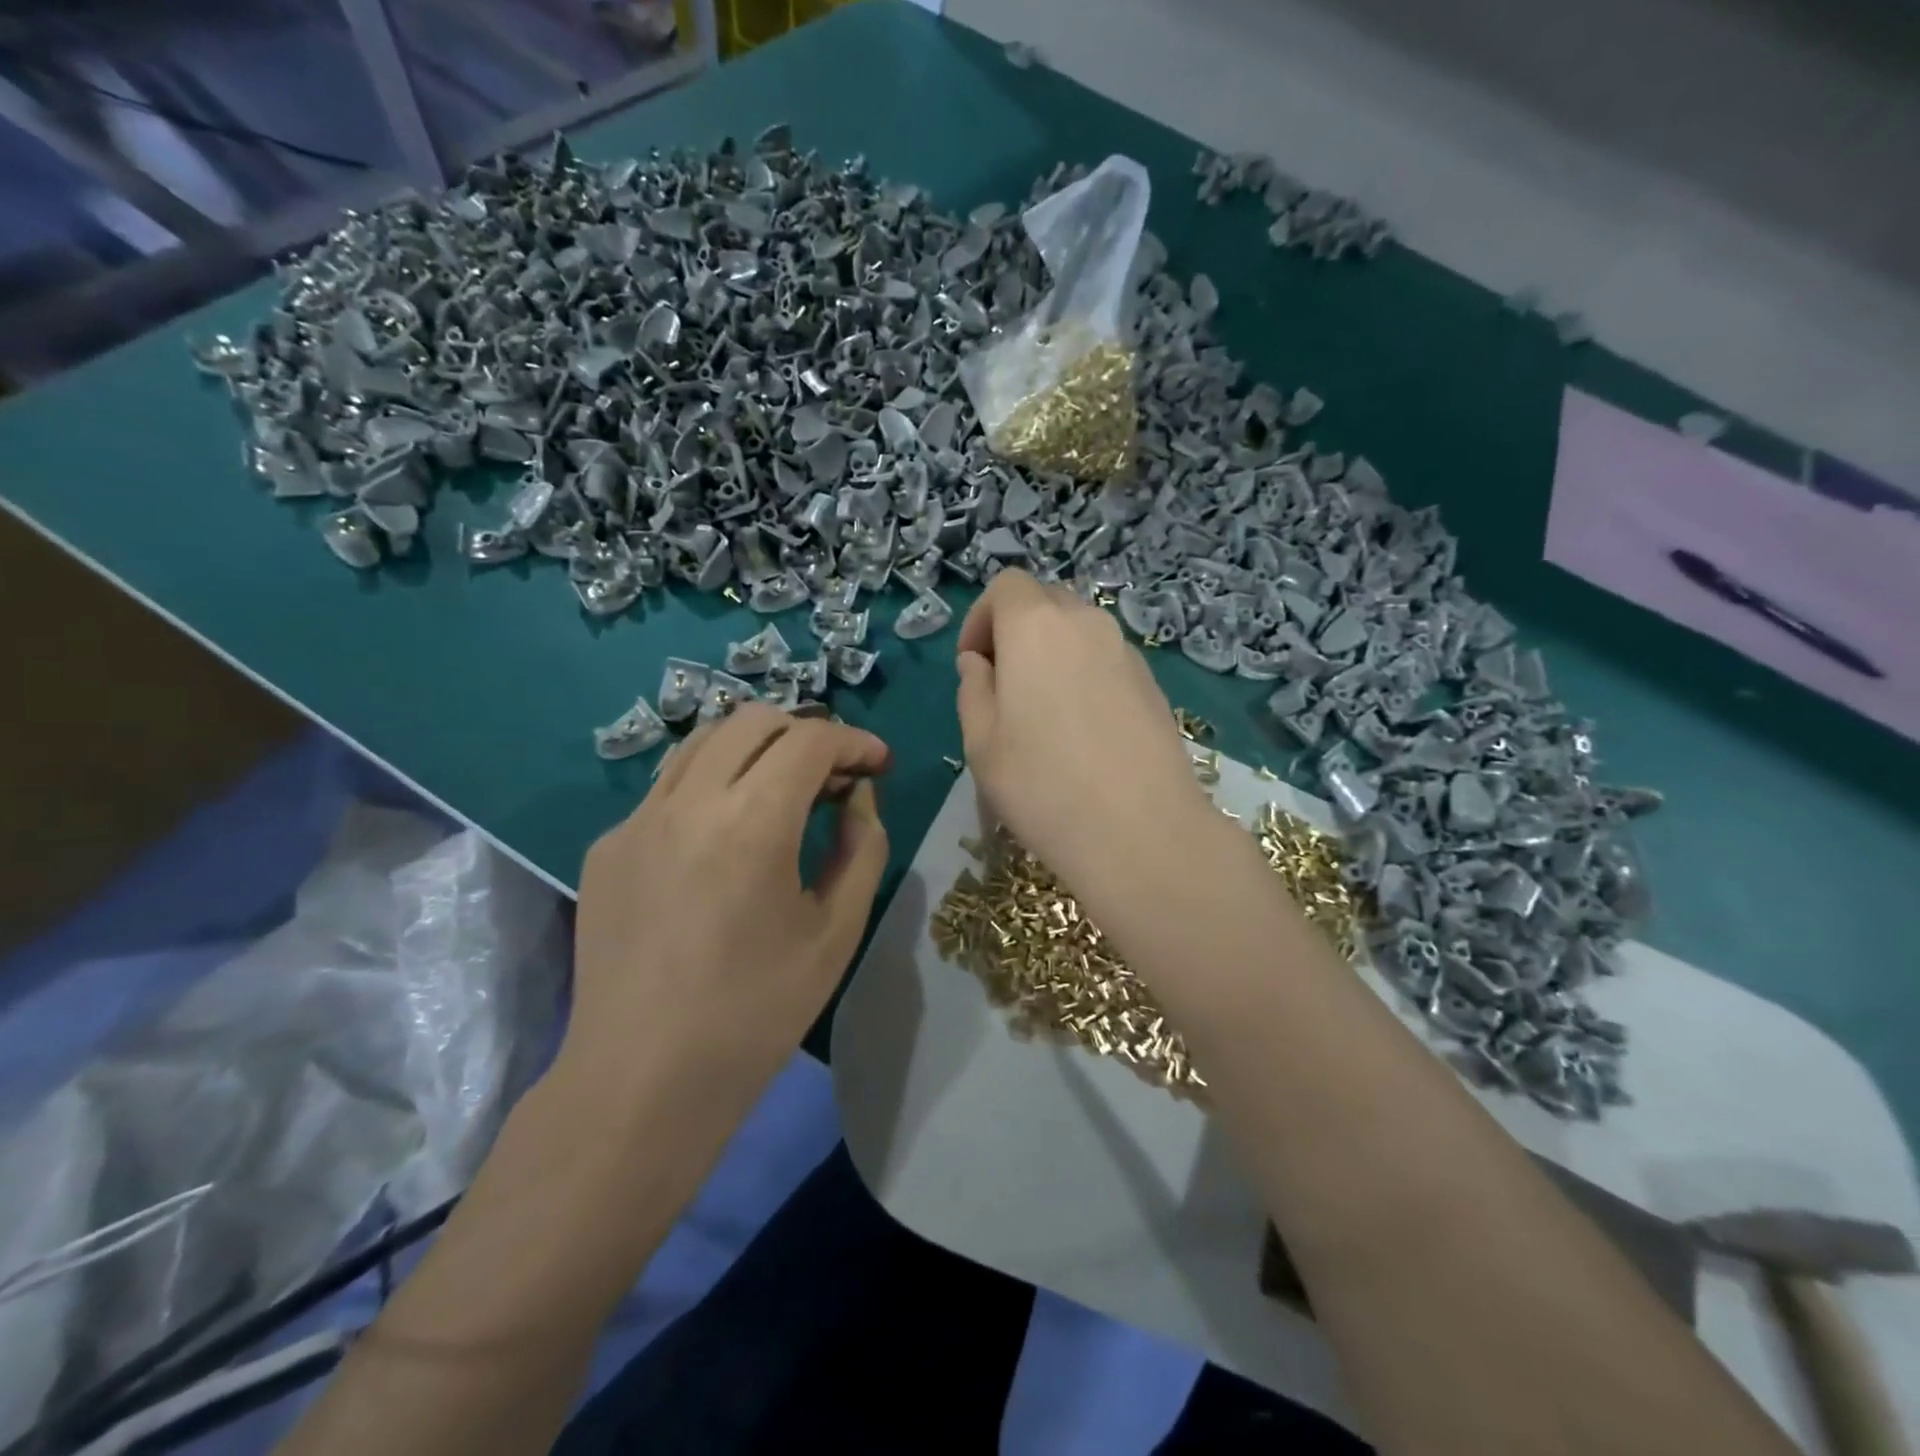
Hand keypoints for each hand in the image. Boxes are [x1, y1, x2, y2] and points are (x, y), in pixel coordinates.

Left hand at [565, 704, 890, 1106]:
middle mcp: (687, 802)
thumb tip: (858, 799)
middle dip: (807, 733)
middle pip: (753, 721)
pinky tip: (727, 836)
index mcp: (751, 824)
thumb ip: (862, 848)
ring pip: (704, 742)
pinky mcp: (607, 846)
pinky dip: (714, 785)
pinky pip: (669, 788)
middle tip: (836, 775)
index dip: (855, 742)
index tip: (879, 764)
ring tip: (785, 788)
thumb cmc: (756, 1013)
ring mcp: (636, 820)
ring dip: (756, 748)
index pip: (810, 741)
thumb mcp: (837, 931)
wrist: (641, 1080)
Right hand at [956, 570, 1211, 884]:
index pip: (1006, 586)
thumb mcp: (981, 742)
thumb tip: (980, 664)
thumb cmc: (1042, 785)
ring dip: (1052, 653)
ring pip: (1079, 631)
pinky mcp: (1153, 683)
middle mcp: (1087, 623)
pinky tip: (1084, 731)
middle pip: (1045, 601)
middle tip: (1004, 687)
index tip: (974, 665)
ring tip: (1044, 713)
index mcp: (1036, 626)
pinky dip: (1085, 674)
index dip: (981, 618)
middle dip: (1016, 631)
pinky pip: (1107, 659)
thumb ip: (973, 689)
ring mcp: (1127, 652)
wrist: (1141, 832)